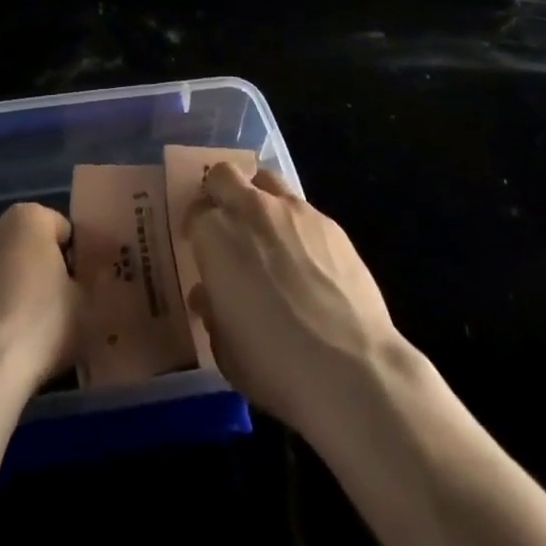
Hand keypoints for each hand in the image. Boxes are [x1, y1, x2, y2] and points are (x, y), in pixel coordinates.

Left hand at [0, 202, 80, 404]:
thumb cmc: (37, 328)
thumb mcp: (85, 308)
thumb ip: (85, 285)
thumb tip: (78, 283)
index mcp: (27, 218)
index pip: (59, 229)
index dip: (71, 259)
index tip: (74, 290)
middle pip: (20, 243)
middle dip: (31, 267)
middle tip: (46, 309)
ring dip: (0, 286)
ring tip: (13, 331)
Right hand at [184, 162, 403, 437]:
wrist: (351, 369)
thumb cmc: (275, 364)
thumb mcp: (226, 349)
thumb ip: (212, 312)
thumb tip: (208, 295)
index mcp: (215, 236)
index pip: (195, 214)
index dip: (197, 231)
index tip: (202, 251)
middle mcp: (250, 209)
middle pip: (225, 176)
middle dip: (221, 194)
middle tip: (227, 226)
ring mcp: (293, 210)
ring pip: (266, 180)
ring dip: (259, 198)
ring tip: (268, 234)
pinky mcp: (329, 222)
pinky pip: (302, 209)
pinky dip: (295, 224)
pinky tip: (307, 260)